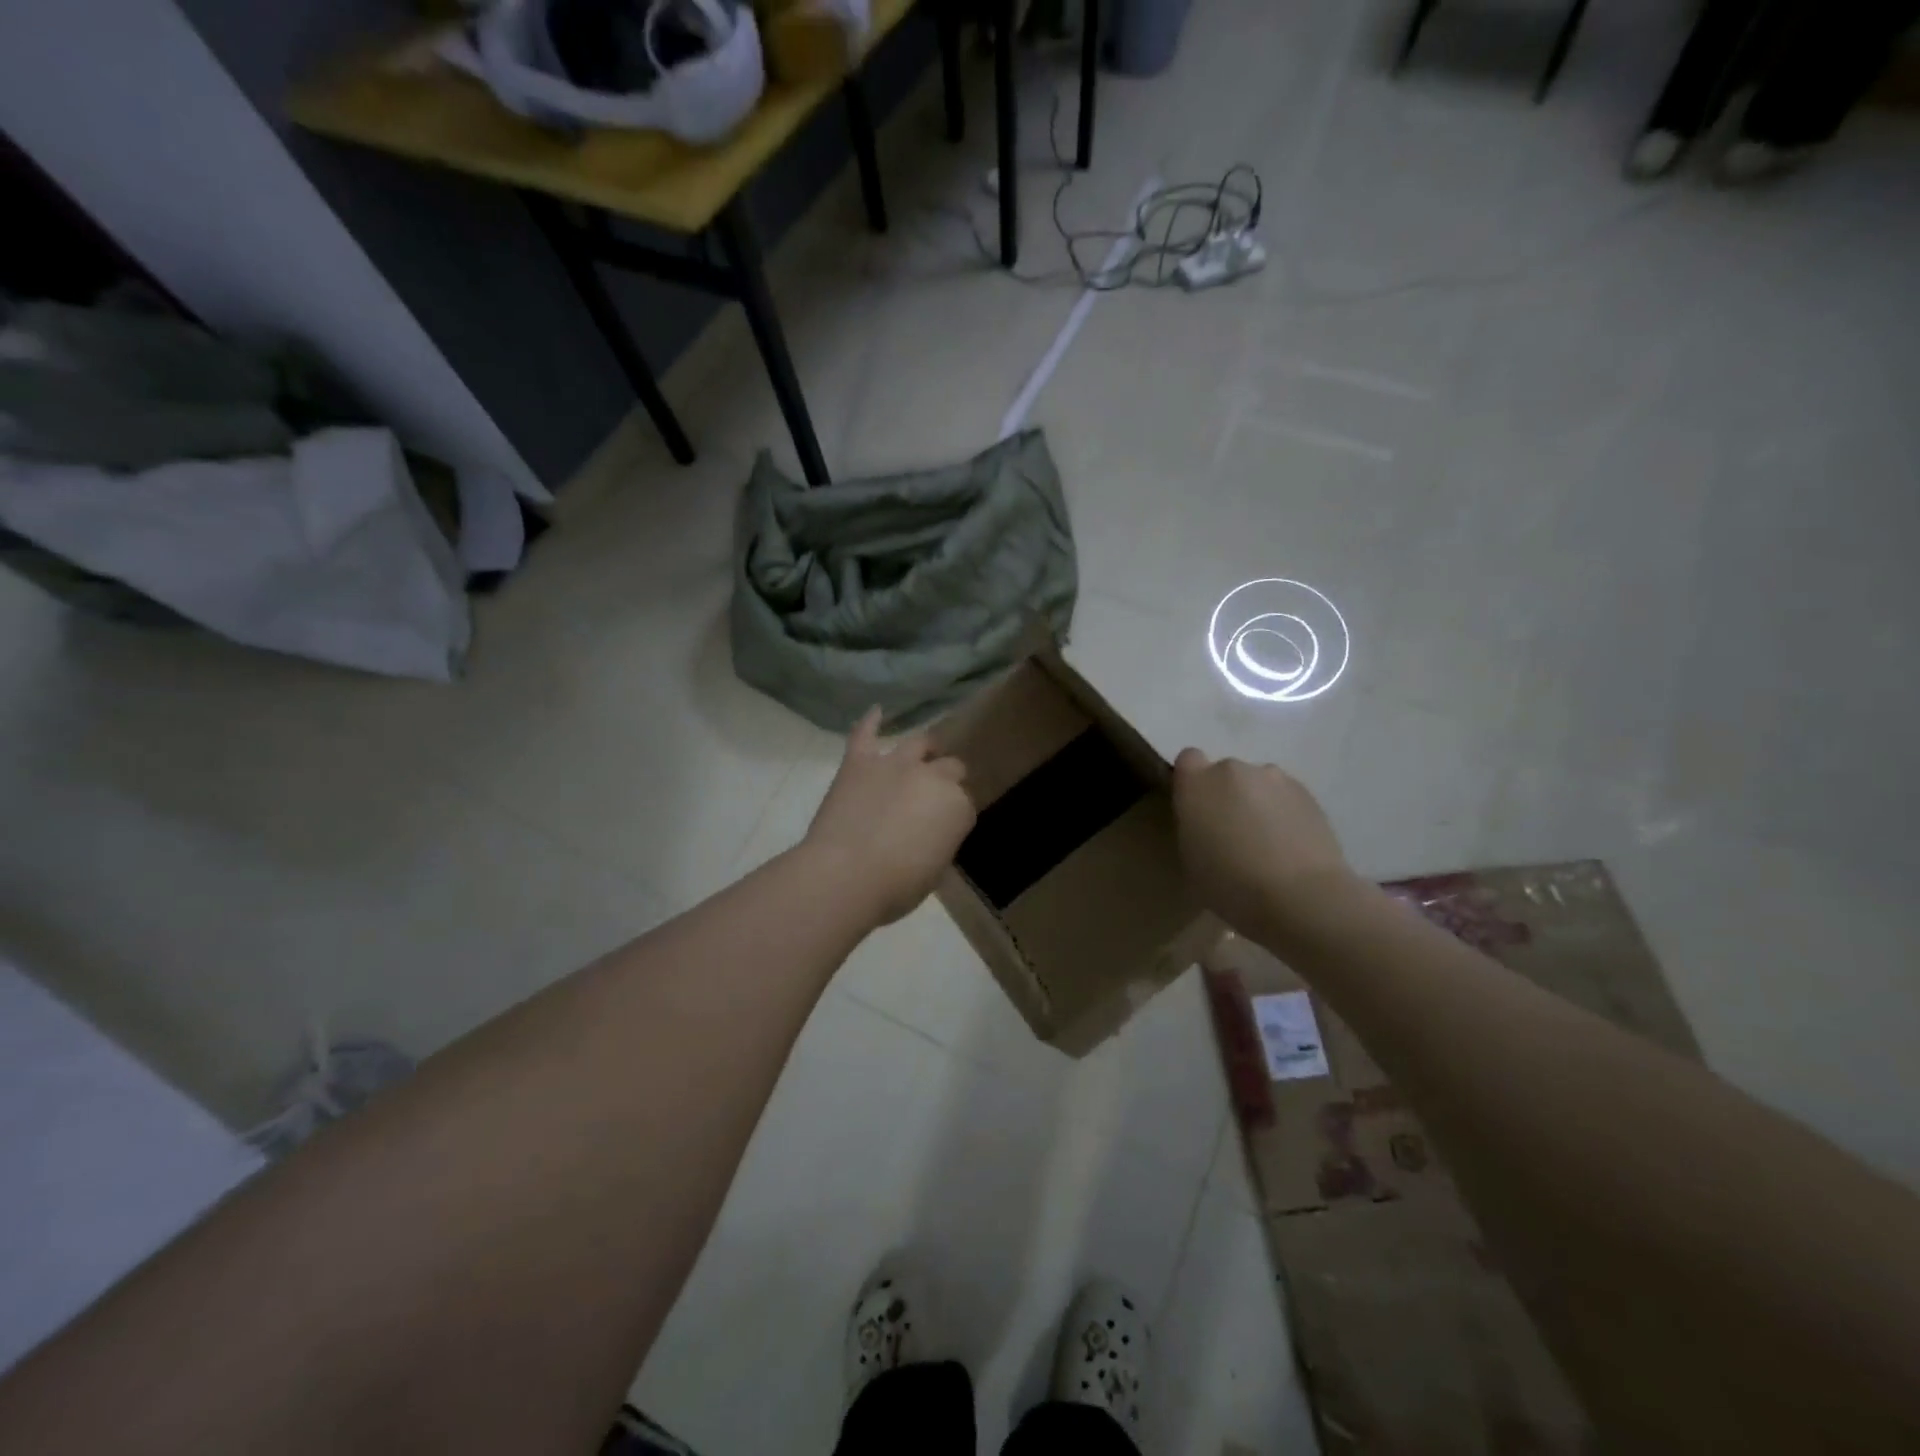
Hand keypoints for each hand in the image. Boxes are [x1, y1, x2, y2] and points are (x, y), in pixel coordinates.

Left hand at [804, 708, 976, 926]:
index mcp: (957, 808)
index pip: (964, 806)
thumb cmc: (895, 887)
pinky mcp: (859, 761)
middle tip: (932, 798)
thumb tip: (929, 835)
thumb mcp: (933, 873)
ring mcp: (895, 764)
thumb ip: (938, 844)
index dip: (953, 817)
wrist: (846, 875)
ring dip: (924, 748)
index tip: (941, 830)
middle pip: (950, 768)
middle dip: (946, 780)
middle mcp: (933, 777)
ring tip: (922, 752)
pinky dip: (871, 721)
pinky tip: (876, 711)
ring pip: (919, 743)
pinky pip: (865, 733)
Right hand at [1172, 748, 1354, 935]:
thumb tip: (1205, 820)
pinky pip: (1285, 796)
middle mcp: (1233, 769)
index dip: (1192, 782)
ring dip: (1257, 802)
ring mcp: (1274, 777)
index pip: (1188, 759)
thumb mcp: (1190, 858)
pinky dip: (1284, 813)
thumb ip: (1193, 825)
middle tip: (1232, 832)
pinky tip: (1290, 845)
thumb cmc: (1230, 884)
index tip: (1197, 809)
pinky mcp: (1308, 792)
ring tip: (1267, 841)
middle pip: (1225, 772)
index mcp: (1197, 782)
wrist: (1300, 897)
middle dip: (1227, 795)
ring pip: (1258, 783)